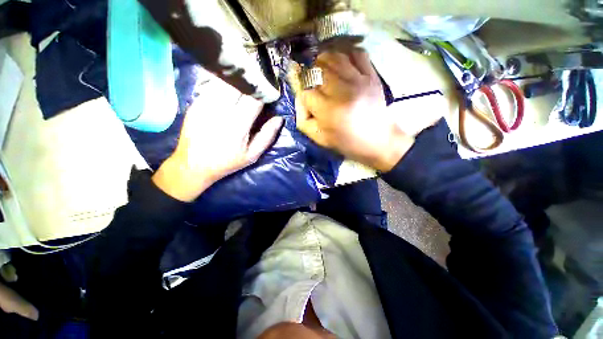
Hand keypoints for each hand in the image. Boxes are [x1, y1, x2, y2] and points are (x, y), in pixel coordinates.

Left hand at [152, 77, 283, 201]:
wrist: (193, 164)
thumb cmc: (227, 162)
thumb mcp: (252, 155)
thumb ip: (267, 136)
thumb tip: (279, 119)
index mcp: (237, 125)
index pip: (254, 98)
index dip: (265, 92)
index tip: (270, 92)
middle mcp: (221, 110)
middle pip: (239, 85)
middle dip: (252, 82)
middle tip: (259, 84)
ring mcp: (205, 104)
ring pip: (225, 81)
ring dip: (238, 80)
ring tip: (246, 83)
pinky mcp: (195, 102)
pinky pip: (212, 85)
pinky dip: (224, 83)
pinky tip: (229, 88)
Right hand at [296, 50, 414, 171]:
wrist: (378, 140)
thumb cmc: (346, 142)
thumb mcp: (319, 138)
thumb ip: (303, 119)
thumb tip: (300, 96)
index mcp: (328, 111)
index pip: (305, 91)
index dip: (302, 93)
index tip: (306, 97)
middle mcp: (342, 92)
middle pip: (317, 69)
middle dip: (310, 74)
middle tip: (312, 83)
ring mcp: (359, 80)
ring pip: (334, 56)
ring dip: (323, 61)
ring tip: (323, 71)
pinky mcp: (371, 76)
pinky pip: (356, 53)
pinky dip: (345, 54)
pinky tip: (341, 65)